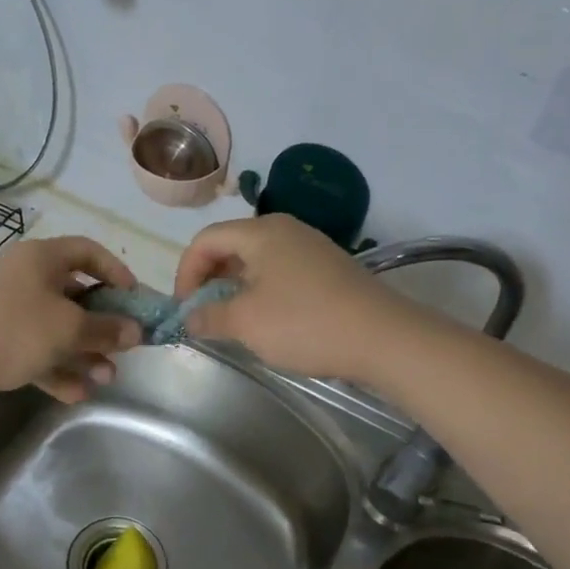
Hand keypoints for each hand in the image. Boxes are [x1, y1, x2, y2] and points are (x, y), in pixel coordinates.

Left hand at [0, 236, 141, 401]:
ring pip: (58, 329)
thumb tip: (135, 331)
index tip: (136, 299)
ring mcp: (12, 312)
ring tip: (106, 379)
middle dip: (102, 326)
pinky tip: (77, 394)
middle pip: (76, 296)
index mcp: (42, 259)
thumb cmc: (13, 329)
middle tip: (124, 349)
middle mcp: (27, 279)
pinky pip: (37, 351)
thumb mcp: (68, 328)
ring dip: (84, 353)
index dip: (116, 272)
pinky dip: (57, 369)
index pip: (88, 251)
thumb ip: (106, 330)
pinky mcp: (0, 342)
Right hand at [174, 215, 399, 380]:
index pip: (205, 240)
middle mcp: (285, 230)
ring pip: (256, 260)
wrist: (385, 338)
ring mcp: (310, 247)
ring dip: (235, 287)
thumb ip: (209, 316)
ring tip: (232, 319)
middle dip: (209, 278)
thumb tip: (190, 316)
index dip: (185, 272)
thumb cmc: (305, 323)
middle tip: (203, 312)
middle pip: (231, 245)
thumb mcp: (246, 323)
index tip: (184, 307)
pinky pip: (281, 271)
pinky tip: (268, 320)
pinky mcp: (328, 268)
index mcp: (260, 232)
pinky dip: (262, 290)